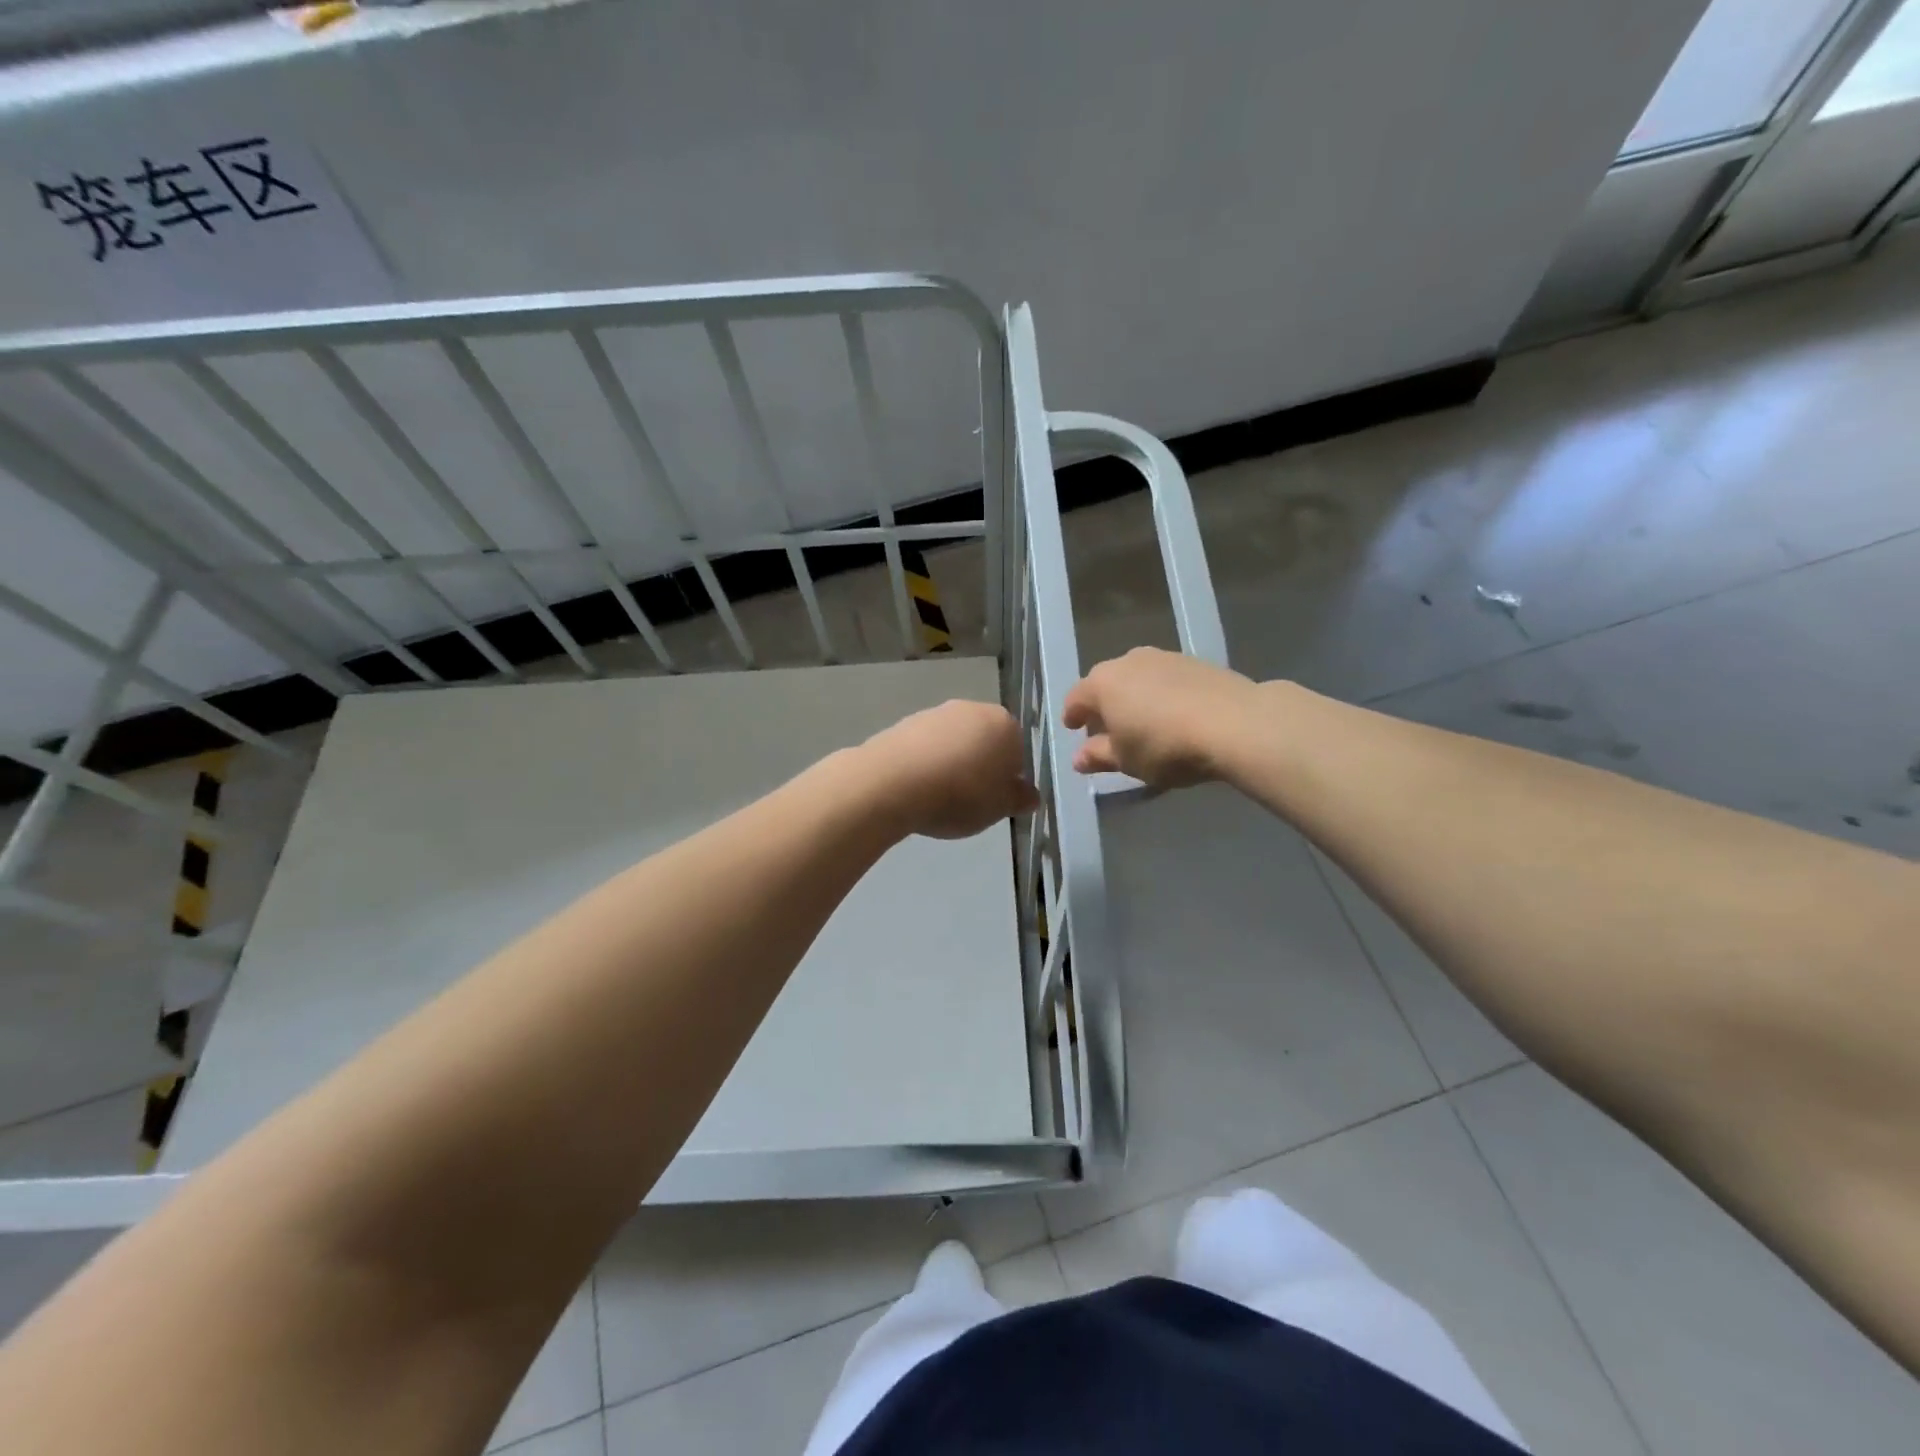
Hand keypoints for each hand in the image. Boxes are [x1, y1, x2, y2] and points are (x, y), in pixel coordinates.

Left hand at [861, 700, 1038, 839]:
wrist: (893, 782)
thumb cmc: (960, 795)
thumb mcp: (999, 807)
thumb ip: (1019, 798)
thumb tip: (1030, 793)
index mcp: (1005, 724)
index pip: (1019, 750)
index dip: (1010, 777)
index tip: (996, 800)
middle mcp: (972, 709)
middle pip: (985, 740)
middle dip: (981, 766)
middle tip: (970, 799)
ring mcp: (936, 713)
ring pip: (954, 742)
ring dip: (952, 763)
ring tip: (940, 796)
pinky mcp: (905, 723)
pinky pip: (925, 747)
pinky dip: (926, 763)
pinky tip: (918, 787)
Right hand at [1063, 647, 1261, 787]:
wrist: (1235, 723)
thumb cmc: (1165, 746)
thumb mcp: (1126, 760)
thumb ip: (1098, 756)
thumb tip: (1079, 757)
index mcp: (1102, 683)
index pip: (1076, 698)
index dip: (1072, 716)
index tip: (1073, 729)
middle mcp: (1128, 661)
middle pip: (1106, 684)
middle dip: (1104, 706)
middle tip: (1108, 730)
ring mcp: (1164, 657)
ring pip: (1137, 678)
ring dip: (1134, 698)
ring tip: (1144, 723)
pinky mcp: (1196, 662)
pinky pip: (1166, 679)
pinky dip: (1162, 695)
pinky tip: (1174, 715)